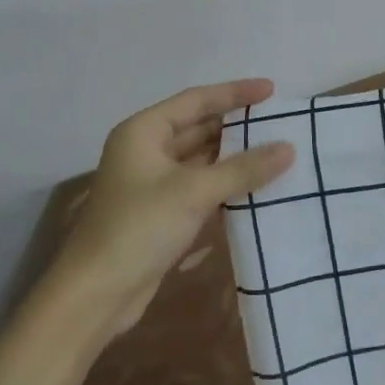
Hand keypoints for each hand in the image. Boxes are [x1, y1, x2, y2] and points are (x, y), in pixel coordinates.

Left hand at [55, 79, 295, 337]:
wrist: (96, 294)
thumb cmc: (139, 227)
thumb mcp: (193, 192)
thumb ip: (242, 169)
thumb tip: (288, 148)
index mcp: (144, 131)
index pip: (196, 101)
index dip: (234, 93)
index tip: (271, 90)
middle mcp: (146, 150)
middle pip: (198, 128)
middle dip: (237, 126)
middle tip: (279, 122)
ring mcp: (152, 183)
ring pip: (201, 160)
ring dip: (234, 158)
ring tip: (276, 151)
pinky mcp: (160, 213)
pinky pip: (199, 187)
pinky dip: (225, 185)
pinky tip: (255, 187)